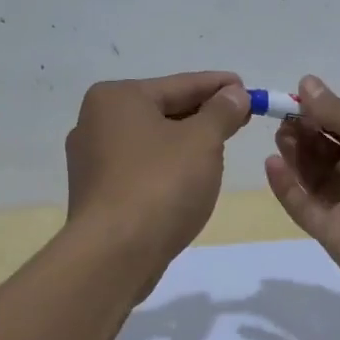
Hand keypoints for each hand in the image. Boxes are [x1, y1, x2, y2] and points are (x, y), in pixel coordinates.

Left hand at [64, 71, 250, 269]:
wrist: (114, 255)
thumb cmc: (160, 185)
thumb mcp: (202, 141)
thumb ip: (221, 112)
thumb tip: (234, 93)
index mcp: (116, 98)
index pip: (179, 84)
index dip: (218, 86)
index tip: (247, 88)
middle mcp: (96, 122)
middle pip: (163, 110)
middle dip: (204, 114)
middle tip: (242, 116)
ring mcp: (92, 160)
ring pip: (152, 140)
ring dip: (187, 141)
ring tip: (222, 144)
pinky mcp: (97, 193)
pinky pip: (142, 167)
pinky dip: (168, 165)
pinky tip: (191, 175)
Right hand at [262, 75, 339, 318]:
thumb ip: (339, 112)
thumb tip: (306, 82)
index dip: (326, 114)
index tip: (298, 101)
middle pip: (331, 152)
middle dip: (308, 133)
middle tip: (284, 119)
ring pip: (316, 178)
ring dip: (297, 155)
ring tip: (280, 136)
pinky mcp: (334, 236)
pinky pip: (306, 208)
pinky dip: (288, 187)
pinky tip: (272, 165)